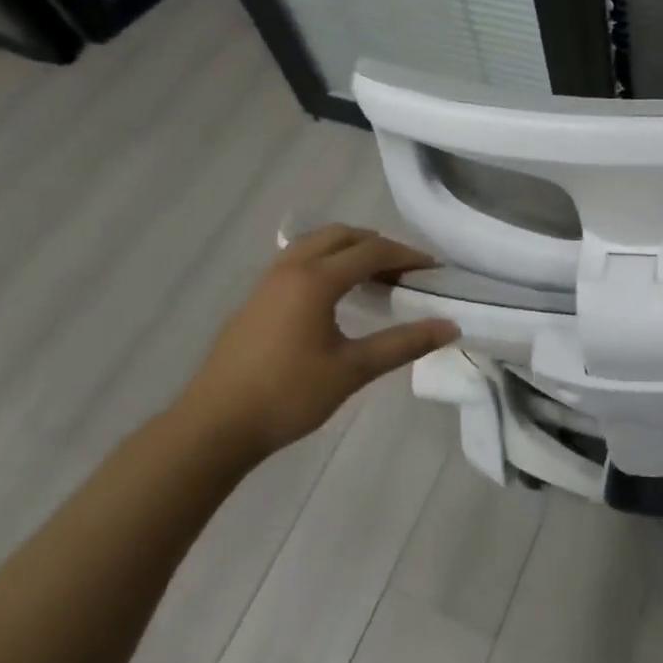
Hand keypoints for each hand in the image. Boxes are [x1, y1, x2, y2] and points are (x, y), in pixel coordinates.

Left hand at [176, 225, 458, 461]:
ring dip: (349, 250)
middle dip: (378, 245)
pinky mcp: (256, 298)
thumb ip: (403, 344)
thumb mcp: (352, 370)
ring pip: (315, 244)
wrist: (213, 427)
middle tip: (405, 270)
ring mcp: (268, 282)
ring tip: (374, 276)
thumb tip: (450, 326)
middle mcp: (290, 269)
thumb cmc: (287, 396)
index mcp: (315, 280)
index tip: (434, 270)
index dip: (407, 256)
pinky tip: (335, 294)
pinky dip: (326, 261)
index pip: (371, 252)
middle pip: (341, 236)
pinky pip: (298, 259)